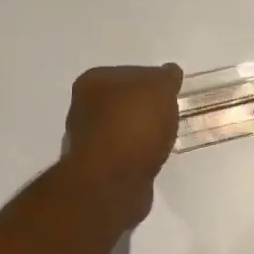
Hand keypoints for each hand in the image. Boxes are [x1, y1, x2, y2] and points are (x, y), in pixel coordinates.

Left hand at [61, 63, 183, 224]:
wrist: (112, 181)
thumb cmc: (134, 125)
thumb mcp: (160, 89)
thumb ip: (166, 78)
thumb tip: (169, 71)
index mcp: (93, 82)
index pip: (130, 73)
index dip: (153, 82)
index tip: (170, 94)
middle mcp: (82, 108)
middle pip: (124, 102)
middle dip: (145, 109)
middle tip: (170, 117)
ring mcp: (86, 141)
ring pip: (122, 130)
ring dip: (139, 135)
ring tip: (162, 141)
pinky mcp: (95, 169)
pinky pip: (123, 155)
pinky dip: (136, 156)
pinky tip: (150, 160)